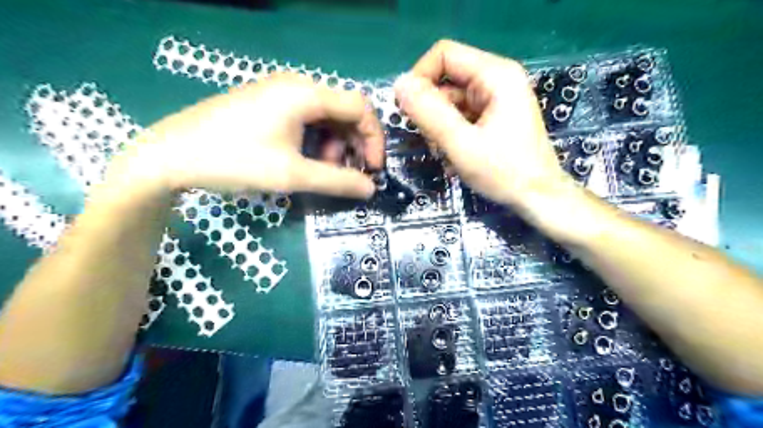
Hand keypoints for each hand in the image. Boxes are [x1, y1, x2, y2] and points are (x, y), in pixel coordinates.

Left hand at [120, 73, 384, 197]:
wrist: (170, 155)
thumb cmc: (234, 160)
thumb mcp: (292, 175)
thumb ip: (337, 181)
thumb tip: (370, 189)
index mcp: (305, 94)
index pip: (359, 107)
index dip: (373, 138)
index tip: (373, 168)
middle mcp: (296, 85)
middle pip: (343, 111)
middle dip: (353, 144)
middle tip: (349, 173)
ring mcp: (280, 92)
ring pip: (325, 116)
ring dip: (334, 144)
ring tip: (324, 169)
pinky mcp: (268, 103)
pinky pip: (306, 118)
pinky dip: (316, 139)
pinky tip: (306, 158)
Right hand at [397, 38, 567, 209]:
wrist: (538, 198)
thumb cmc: (505, 172)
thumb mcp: (461, 144)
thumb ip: (429, 113)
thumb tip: (399, 85)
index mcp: (495, 75)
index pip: (444, 55)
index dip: (420, 78)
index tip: (407, 110)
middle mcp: (497, 79)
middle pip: (446, 79)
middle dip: (430, 109)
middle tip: (430, 140)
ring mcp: (496, 98)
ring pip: (451, 100)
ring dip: (439, 125)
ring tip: (443, 152)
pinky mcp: (494, 115)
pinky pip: (461, 114)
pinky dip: (451, 132)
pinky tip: (453, 154)